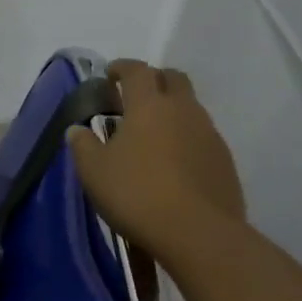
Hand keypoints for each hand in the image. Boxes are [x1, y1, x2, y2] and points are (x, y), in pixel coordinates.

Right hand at [69, 59, 245, 267]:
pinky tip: (174, 162)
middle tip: (135, 96)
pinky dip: (186, 138)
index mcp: (149, 105)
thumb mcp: (94, 171)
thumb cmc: (136, 194)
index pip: (137, 71)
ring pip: (190, 108)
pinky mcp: (224, 161)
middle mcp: (183, 110)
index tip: (110, 74)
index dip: (122, 68)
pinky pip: (202, 137)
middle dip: (154, 80)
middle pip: (173, 79)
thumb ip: (83, 145)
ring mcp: (209, 134)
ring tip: (153, 134)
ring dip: (172, 111)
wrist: (196, 232)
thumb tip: (77, 130)